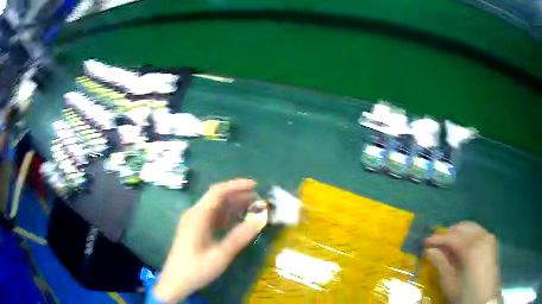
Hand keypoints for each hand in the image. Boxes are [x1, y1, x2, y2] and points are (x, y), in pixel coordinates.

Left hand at [153, 179, 261, 302]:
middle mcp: (194, 214)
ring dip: (233, 205)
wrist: (175, 281)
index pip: (218, 192)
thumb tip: (259, 221)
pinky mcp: (194, 230)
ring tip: (252, 208)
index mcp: (198, 216)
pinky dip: (226, 216)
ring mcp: (193, 222)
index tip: (255, 185)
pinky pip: (212, 217)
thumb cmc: (196, 269)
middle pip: (216, 197)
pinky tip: (237, 221)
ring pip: (215, 207)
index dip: (237, 186)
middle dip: (237, 195)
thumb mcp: (220, 255)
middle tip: (258, 199)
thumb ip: (239, 237)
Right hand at [424, 221, 499, 303]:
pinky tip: (462, 247)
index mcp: (471, 247)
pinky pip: (478, 232)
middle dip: (448, 234)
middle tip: (436, 244)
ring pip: (471, 227)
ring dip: (458, 233)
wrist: (484, 299)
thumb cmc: (464, 293)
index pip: (451, 237)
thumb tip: (429, 251)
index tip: (425, 242)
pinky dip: (468, 235)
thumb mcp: (449, 282)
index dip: (437, 239)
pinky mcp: (491, 242)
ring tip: (448, 245)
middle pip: (462, 227)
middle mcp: (482, 236)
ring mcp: (488, 237)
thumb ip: (440, 263)